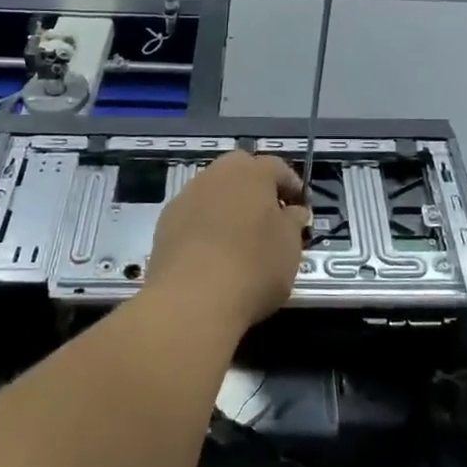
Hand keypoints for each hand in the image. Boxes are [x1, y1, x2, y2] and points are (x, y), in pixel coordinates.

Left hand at [146, 151, 306, 330]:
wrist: (192, 298)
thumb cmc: (254, 267)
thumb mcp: (290, 247)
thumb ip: (293, 222)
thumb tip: (292, 211)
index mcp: (253, 172)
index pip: (278, 167)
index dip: (292, 186)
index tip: (300, 207)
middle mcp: (218, 173)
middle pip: (241, 170)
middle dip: (256, 188)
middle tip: (268, 216)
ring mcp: (187, 195)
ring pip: (214, 190)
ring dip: (228, 204)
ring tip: (239, 235)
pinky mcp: (166, 220)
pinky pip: (194, 213)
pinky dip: (205, 223)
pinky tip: (212, 250)